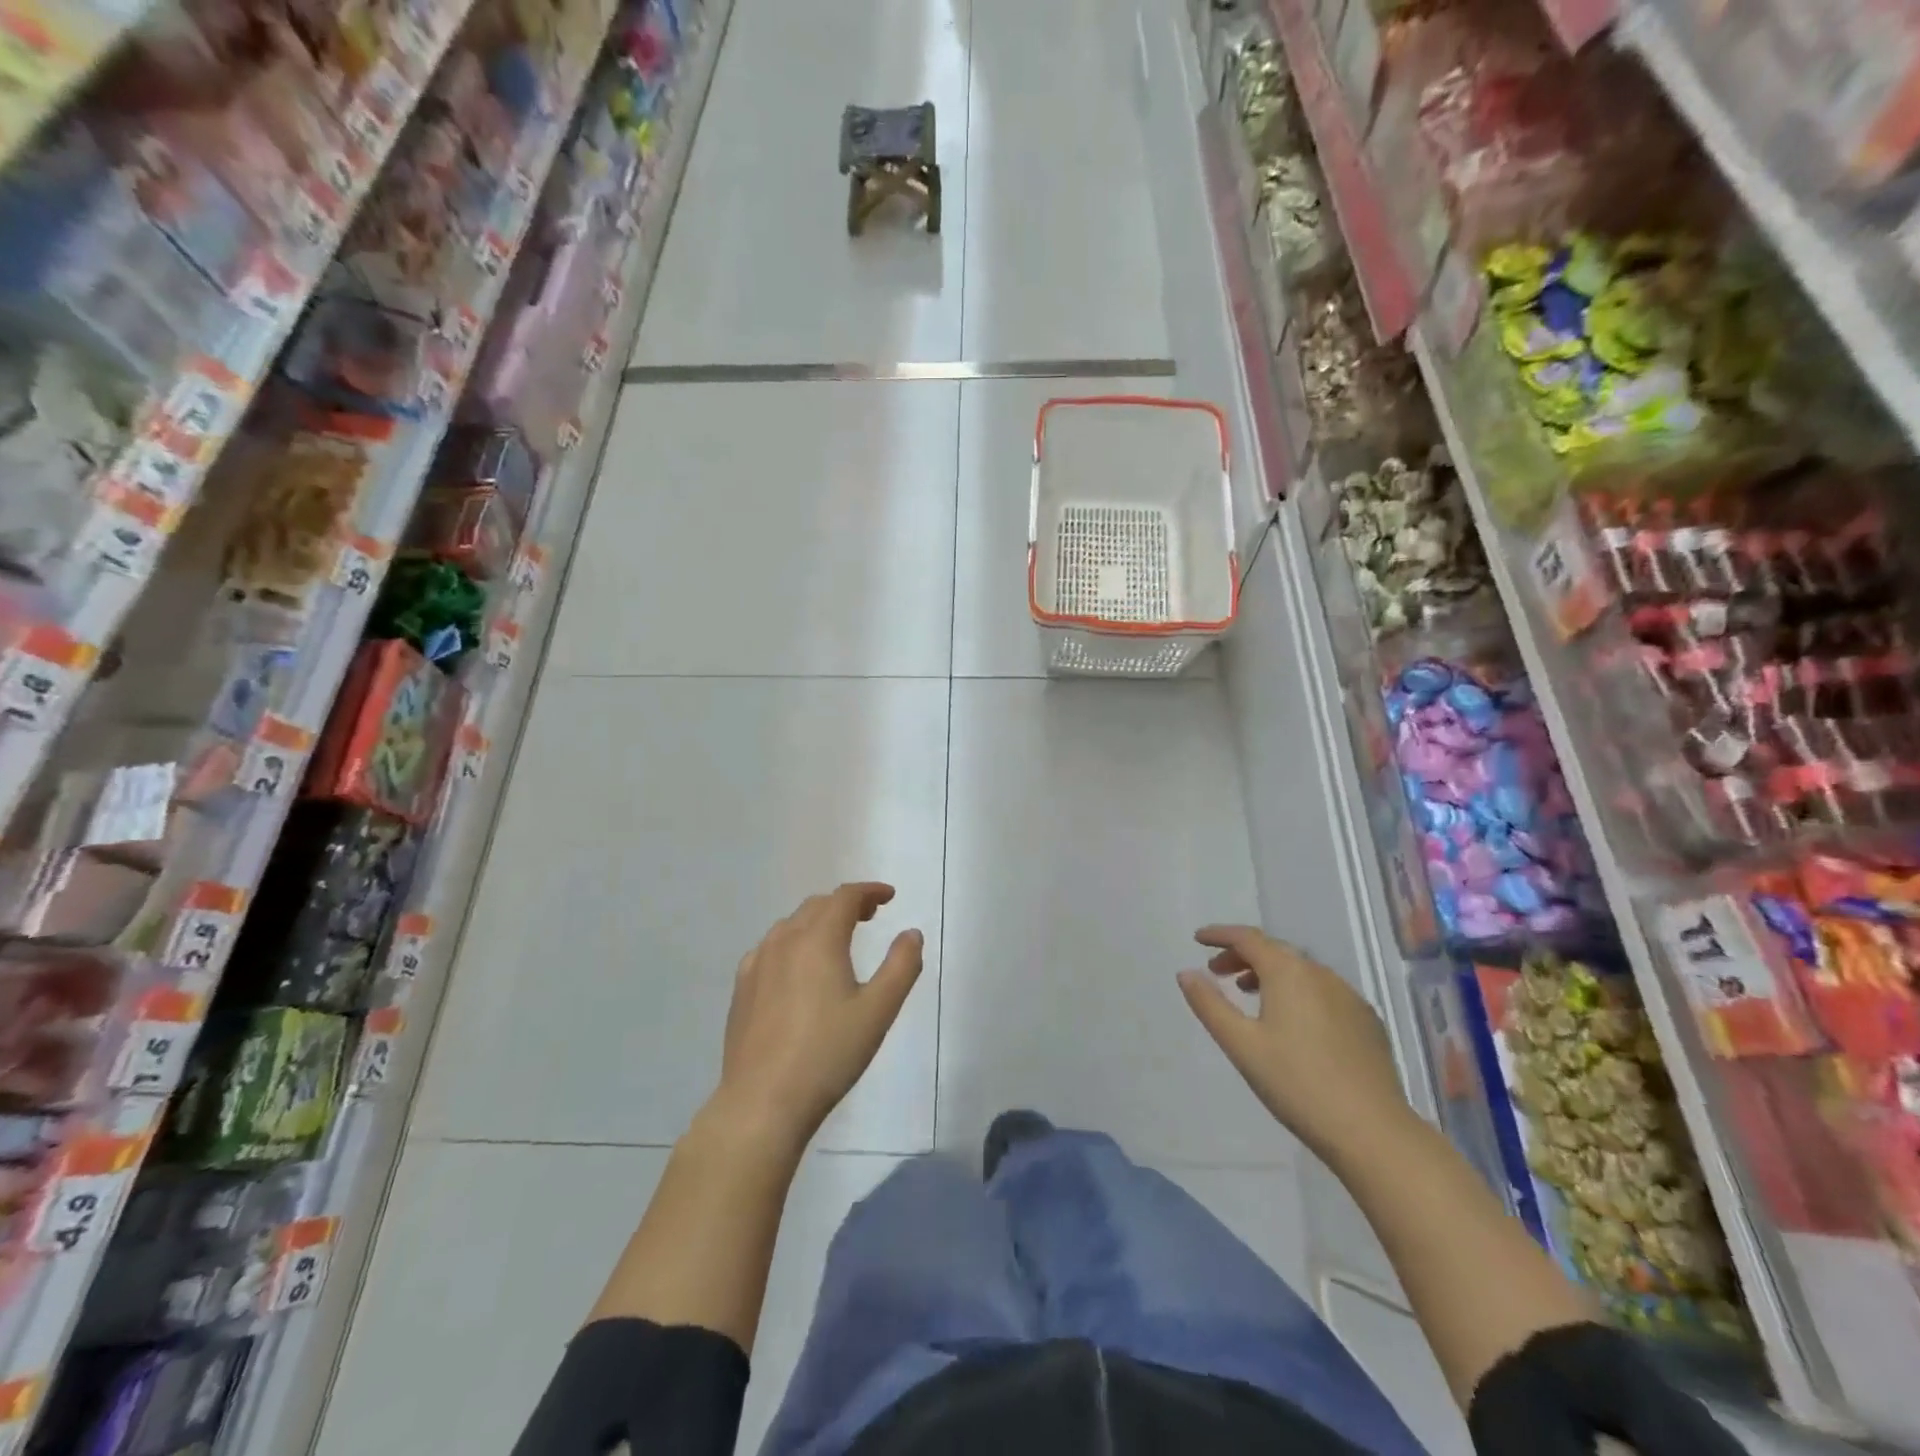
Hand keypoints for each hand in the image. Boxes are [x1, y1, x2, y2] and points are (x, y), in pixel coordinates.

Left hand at [709, 883, 923, 1152]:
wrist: (763, 1101)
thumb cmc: (828, 1053)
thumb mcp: (878, 1011)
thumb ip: (901, 966)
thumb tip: (911, 934)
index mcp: (819, 939)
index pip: (845, 897)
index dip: (869, 891)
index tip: (889, 896)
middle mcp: (784, 941)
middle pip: (817, 906)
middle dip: (846, 904)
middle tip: (870, 916)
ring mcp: (757, 964)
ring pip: (791, 925)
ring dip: (818, 921)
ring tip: (837, 939)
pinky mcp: (742, 988)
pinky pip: (770, 948)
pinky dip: (792, 943)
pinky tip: (797, 968)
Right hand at [1179, 925, 1412, 1162]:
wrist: (1373, 1131)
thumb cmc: (1297, 1084)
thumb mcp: (1241, 1045)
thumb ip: (1210, 1004)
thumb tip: (1186, 973)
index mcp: (1288, 972)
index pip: (1248, 938)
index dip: (1220, 935)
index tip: (1198, 939)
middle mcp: (1320, 974)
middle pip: (1275, 950)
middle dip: (1243, 954)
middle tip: (1217, 972)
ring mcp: (1349, 997)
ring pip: (1301, 971)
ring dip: (1270, 973)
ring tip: (1250, 994)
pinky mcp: (1367, 1022)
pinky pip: (1324, 991)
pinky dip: (1298, 992)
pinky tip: (1293, 1022)